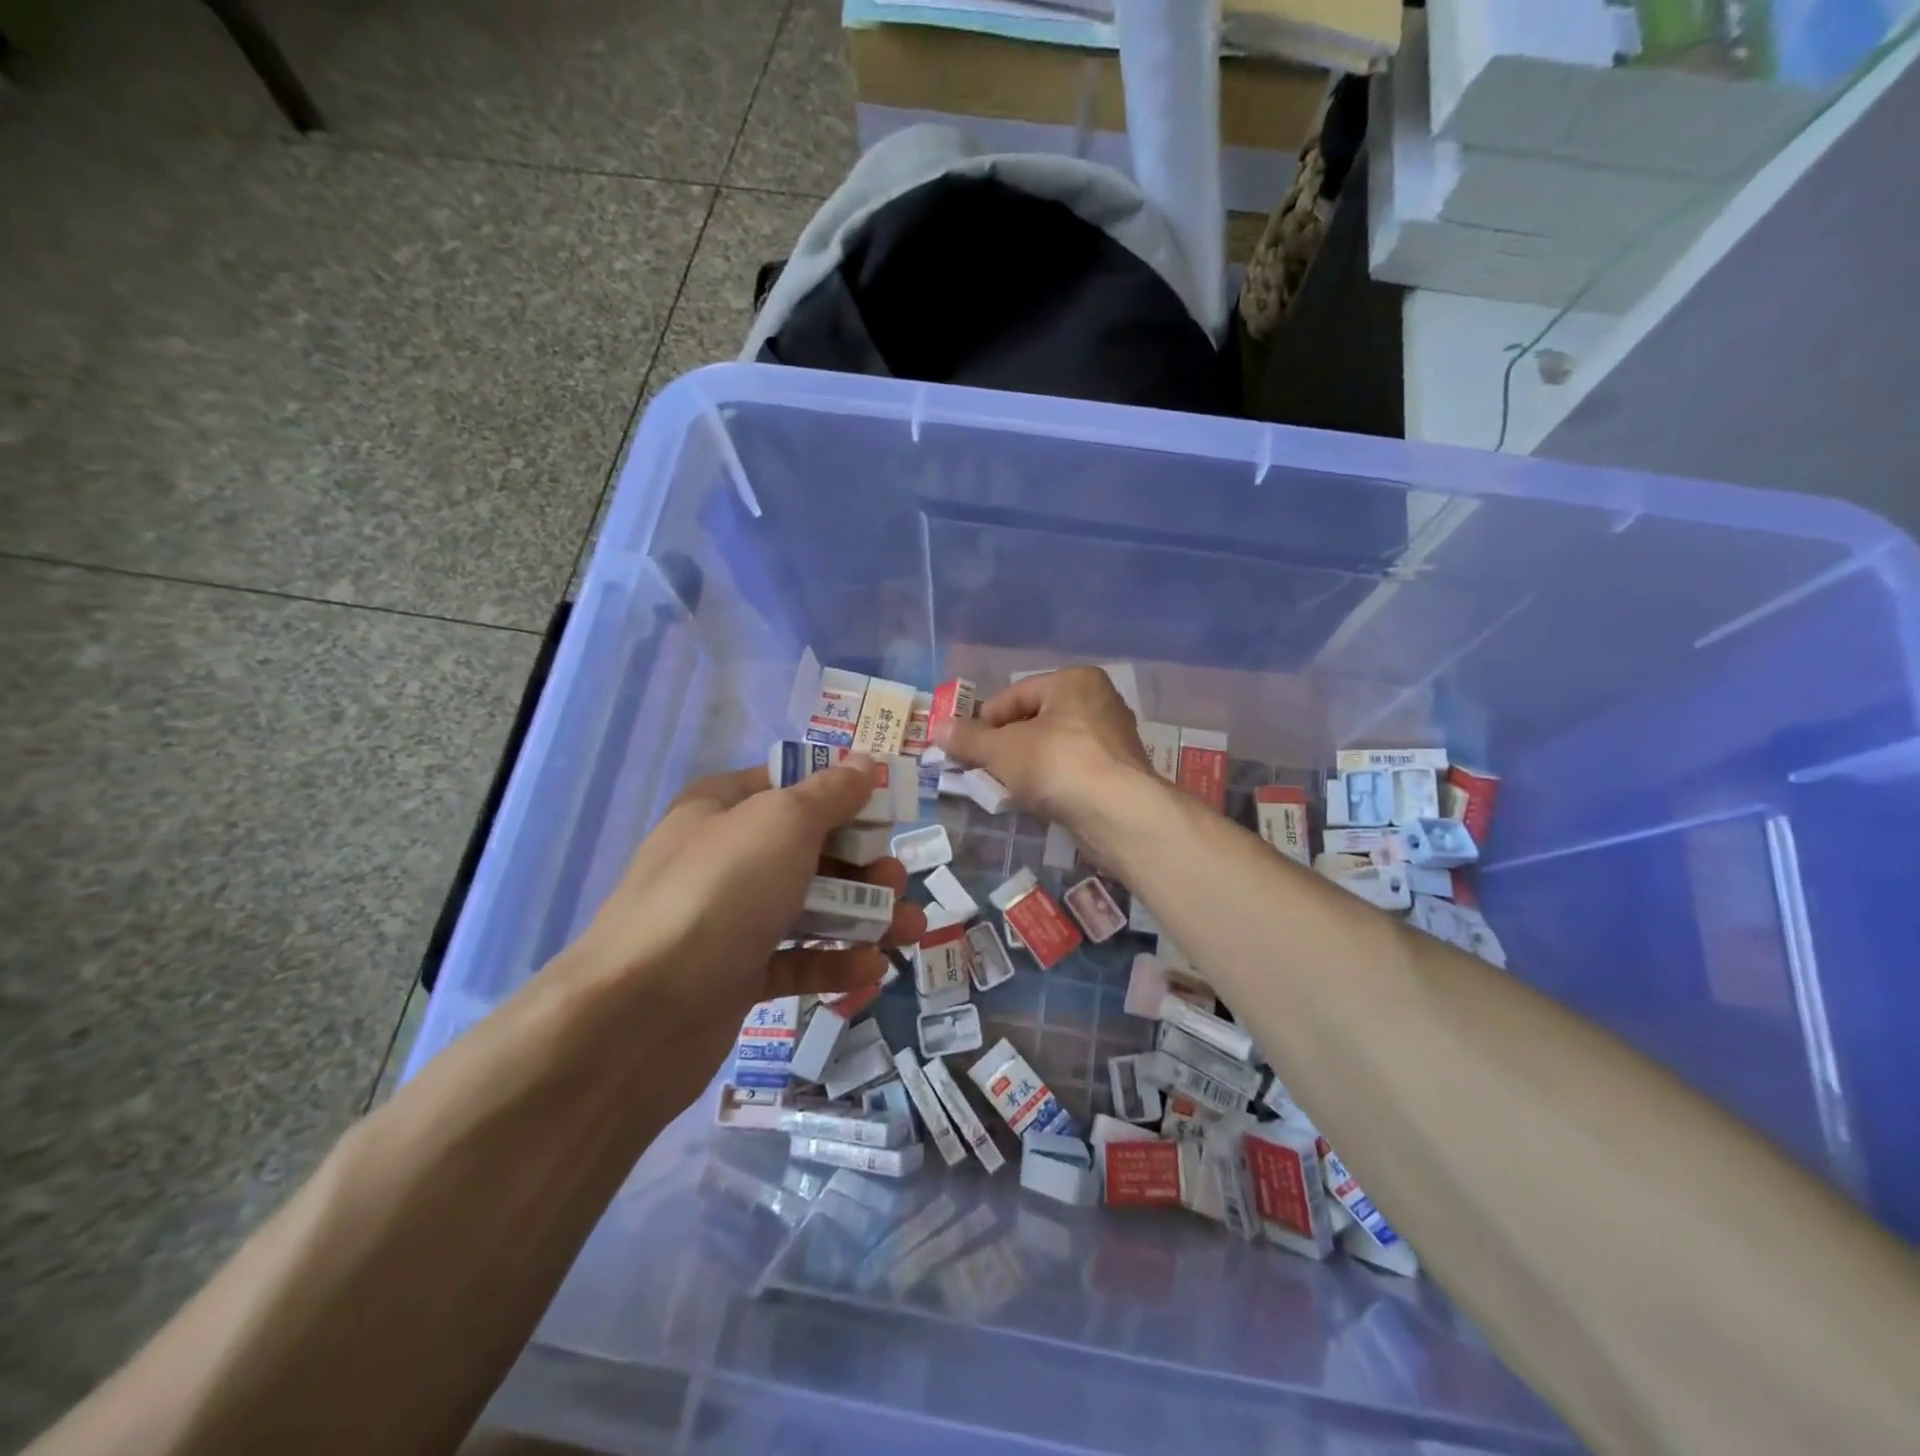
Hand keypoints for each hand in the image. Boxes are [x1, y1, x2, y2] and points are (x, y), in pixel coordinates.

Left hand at [563, 757, 927, 1086]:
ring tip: (908, 930)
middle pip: (809, 850)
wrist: (638, 1015)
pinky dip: (833, 962)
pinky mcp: (735, 976)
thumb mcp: (782, 823)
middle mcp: (725, 858)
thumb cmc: (719, 893)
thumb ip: (830, 793)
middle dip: (863, 864)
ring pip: (809, 907)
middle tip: (898, 882)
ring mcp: (728, 920)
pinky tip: (871, 970)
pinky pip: (794, 961)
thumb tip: (864, 762)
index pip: (792, 785)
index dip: (843, 793)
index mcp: (723, 808)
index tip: (890, 810)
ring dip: (863, 916)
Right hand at [932, 667, 1155, 828]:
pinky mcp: (1120, 772)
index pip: (1015, 694)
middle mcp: (1100, 701)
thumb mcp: (1001, 750)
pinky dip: (1051, 781)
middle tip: (981, 768)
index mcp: (1074, 681)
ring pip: (1054, 747)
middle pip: (1035, 720)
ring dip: (1026, 765)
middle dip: (1005, 744)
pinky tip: (1036, 800)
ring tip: (1004, 788)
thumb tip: (937, 728)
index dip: (984, 720)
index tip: (964, 747)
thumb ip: (968, 739)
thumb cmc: (1056, 764)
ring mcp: (1114, 738)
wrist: (1117, 814)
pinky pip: (1073, 769)